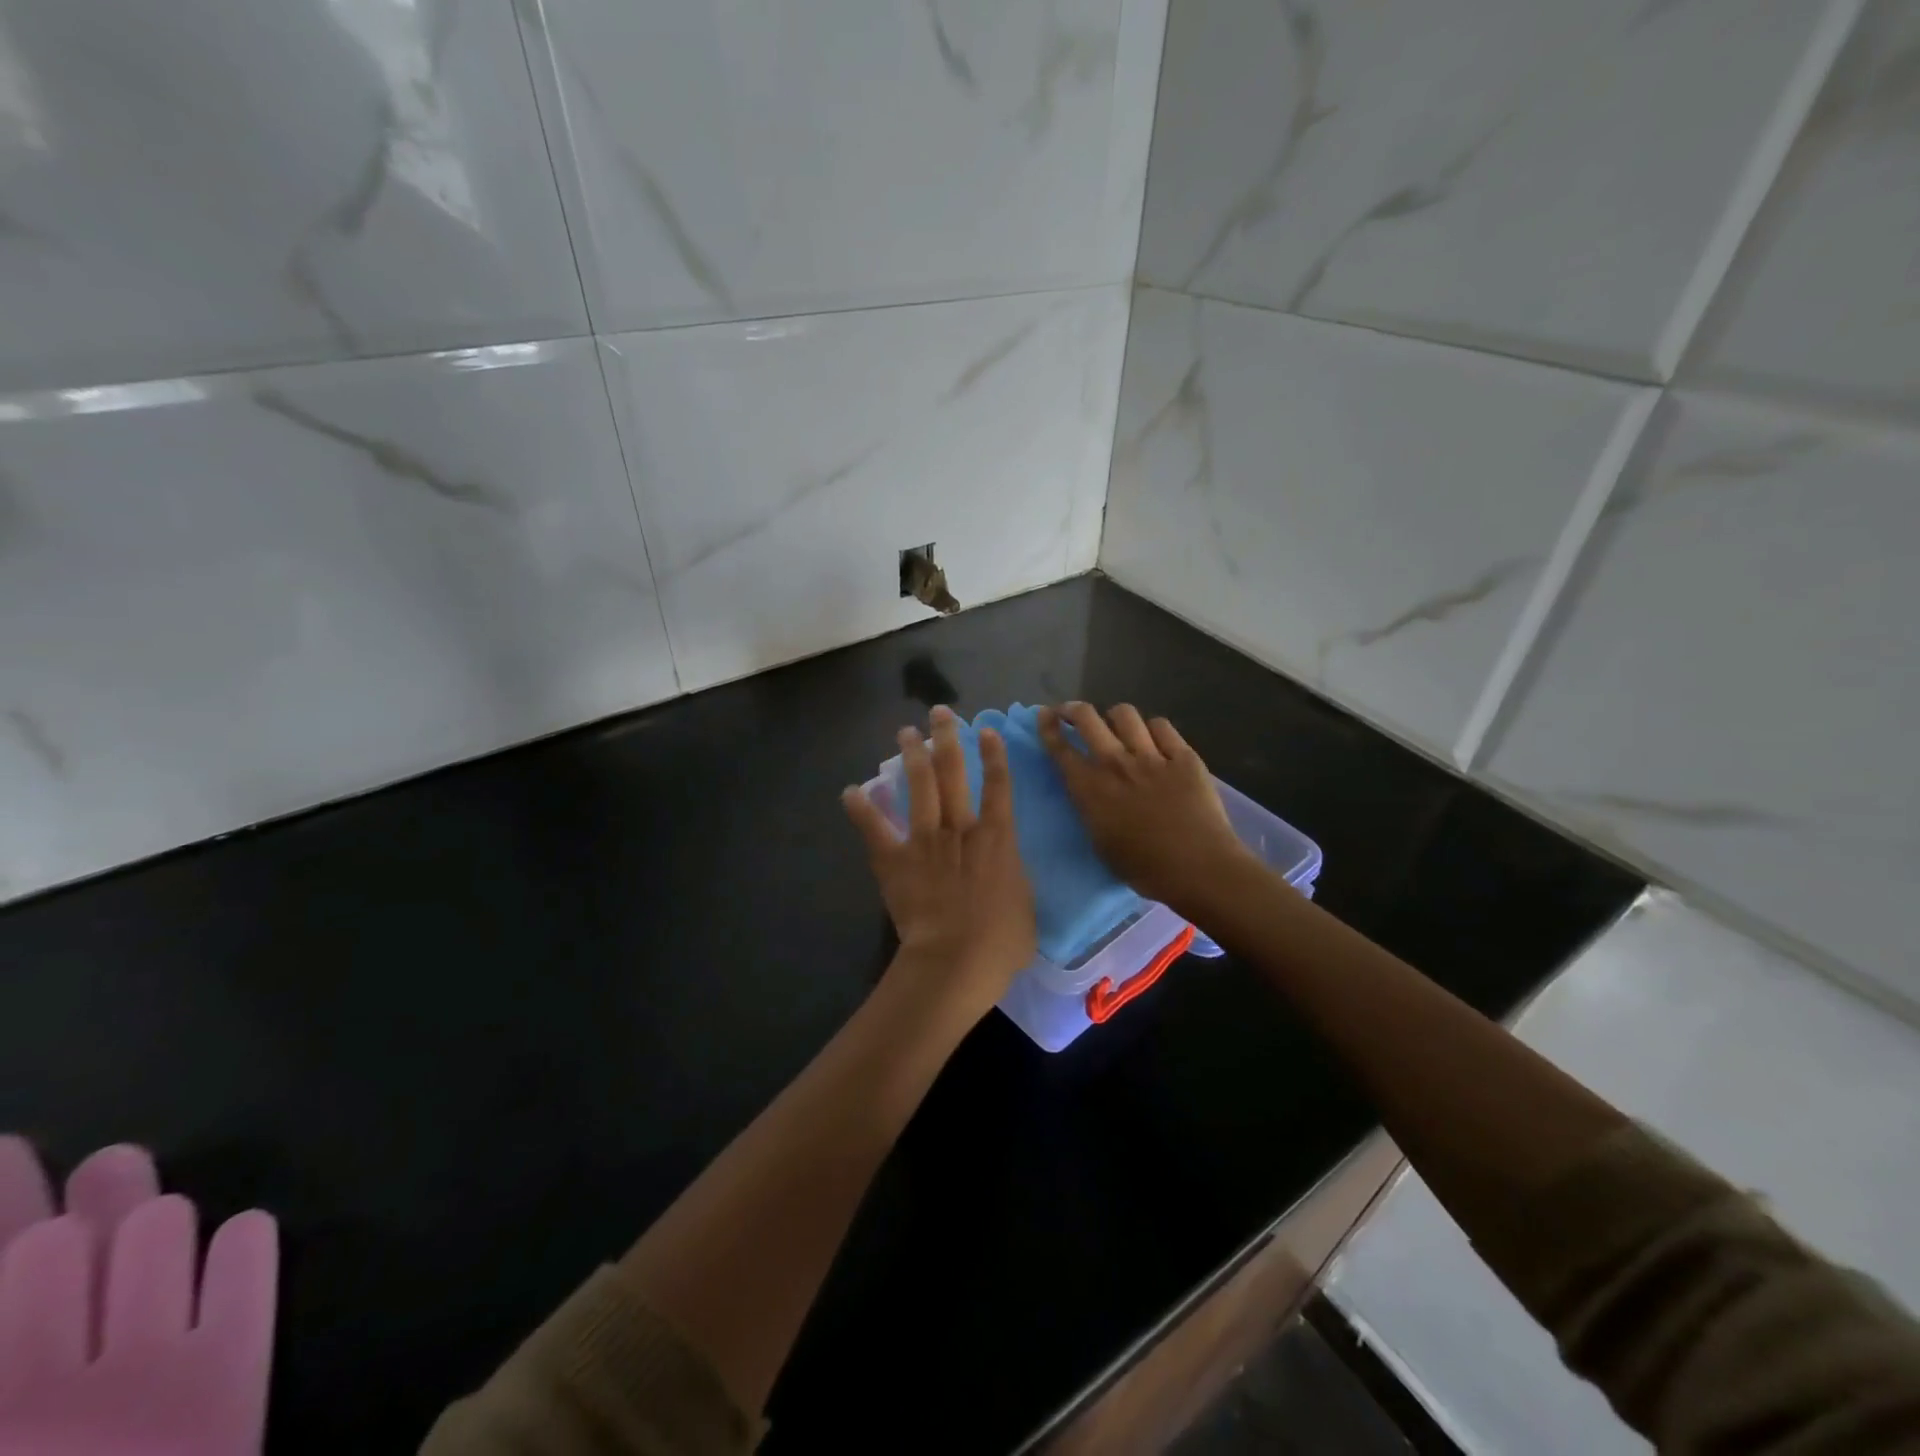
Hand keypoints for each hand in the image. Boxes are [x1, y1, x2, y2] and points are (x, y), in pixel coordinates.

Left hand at [842, 706, 1035, 1026]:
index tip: (986, 731)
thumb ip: (1012, 877)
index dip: (993, 755)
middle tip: (939, 713)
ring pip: (918, 787)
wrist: (955, 960)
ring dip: (912, 757)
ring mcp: (924, 840)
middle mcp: (960, 828)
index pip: (998, 786)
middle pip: (953, 773)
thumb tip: (1005, 868)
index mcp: (996, 837)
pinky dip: (861, 809)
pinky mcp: (895, 860)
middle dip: (946, 739)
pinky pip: (875, 829)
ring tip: (905, 732)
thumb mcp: (1025, 905)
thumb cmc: (1000, 941)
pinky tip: (850, 791)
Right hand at [1037, 703, 1249, 914]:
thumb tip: (1091, 794)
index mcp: (1090, 789)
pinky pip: (1162, 726)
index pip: (1060, 749)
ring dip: (1115, 717)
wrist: (1198, 868)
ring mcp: (1151, 756)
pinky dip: (1153, 729)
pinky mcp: (1184, 756)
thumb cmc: (1144, 868)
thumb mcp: (1101, 843)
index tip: (1044, 715)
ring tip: (1118, 726)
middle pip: (1087, 718)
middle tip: (1072, 713)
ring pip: (1124, 714)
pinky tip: (1155, 739)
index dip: (1048, 727)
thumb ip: (1091, 810)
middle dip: (1073, 709)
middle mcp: (1116, 764)